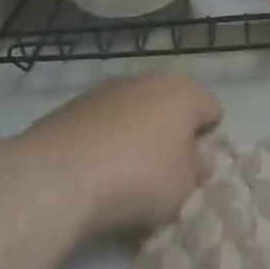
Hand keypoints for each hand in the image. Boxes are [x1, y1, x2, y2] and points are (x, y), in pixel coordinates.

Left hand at [13, 74, 221, 236]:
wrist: (56, 176)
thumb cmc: (138, 178)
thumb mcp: (185, 188)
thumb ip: (198, 170)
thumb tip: (197, 158)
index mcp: (186, 93)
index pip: (213, 109)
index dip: (207, 139)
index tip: (192, 169)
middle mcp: (150, 80)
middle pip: (172, 105)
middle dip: (171, 132)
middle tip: (162, 170)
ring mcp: (109, 88)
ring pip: (135, 110)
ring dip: (136, 134)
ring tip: (122, 173)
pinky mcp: (73, 104)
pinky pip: (102, 121)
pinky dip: (104, 139)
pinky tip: (92, 169)